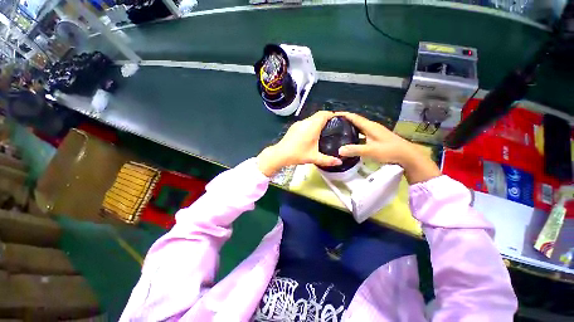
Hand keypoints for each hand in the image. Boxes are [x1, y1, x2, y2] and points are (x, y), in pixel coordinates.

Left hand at [257, 111, 341, 176]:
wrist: (280, 154)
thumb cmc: (297, 154)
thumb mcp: (313, 157)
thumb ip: (327, 160)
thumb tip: (340, 163)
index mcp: (312, 126)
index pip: (324, 114)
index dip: (332, 114)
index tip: (339, 119)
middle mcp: (305, 122)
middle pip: (318, 115)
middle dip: (327, 118)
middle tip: (334, 126)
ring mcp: (298, 123)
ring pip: (312, 118)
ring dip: (319, 121)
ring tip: (326, 130)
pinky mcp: (294, 127)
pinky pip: (306, 122)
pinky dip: (312, 125)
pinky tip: (313, 134)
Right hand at [335, 112, 440, 183]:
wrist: (407, 156)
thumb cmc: (389, 151)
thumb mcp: (370, 151)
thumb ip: (354, 150)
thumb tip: (339, 150)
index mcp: (370, 127)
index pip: (354, 117)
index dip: (344, 115)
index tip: (333, 114)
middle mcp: (372, 127)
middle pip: (356, 121)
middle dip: (345, 121)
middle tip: (333, 125)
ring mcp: (375, 133)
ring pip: (359, 128)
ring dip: (350, 128)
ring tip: (339, 132)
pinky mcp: (377, 138)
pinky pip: (362, 134)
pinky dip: (355, 135)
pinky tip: (351, 140)